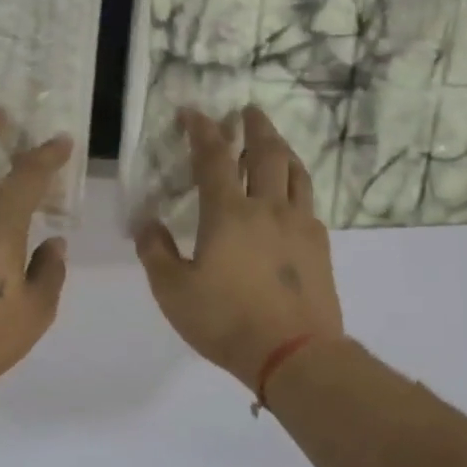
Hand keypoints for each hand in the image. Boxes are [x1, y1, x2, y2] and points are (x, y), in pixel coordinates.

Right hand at [135, 106, 344, 393]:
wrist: (295, 354)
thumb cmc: (226, 321)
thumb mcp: (173, 291)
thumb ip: (156, 252)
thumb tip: (147, 222)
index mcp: (228, 213)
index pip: (213, 157)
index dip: (202, 130)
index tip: (193, 112)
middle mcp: (267, 207)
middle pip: (266, 153)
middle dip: (255, 127)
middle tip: (248, 111)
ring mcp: (299, 224)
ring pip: (295, 172)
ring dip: (282, 149)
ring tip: (274, 142)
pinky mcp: (320, 245)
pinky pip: (308, 200)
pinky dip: (297, 183)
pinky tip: (291, 194)